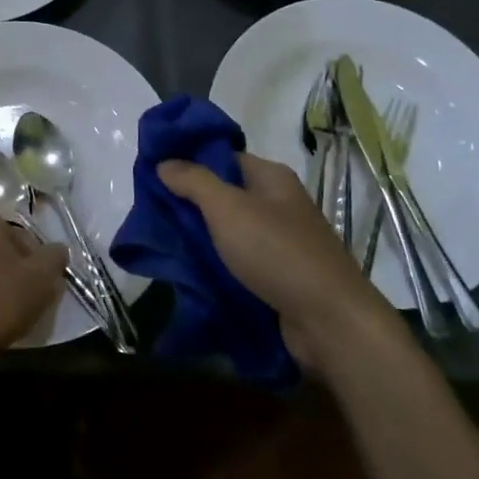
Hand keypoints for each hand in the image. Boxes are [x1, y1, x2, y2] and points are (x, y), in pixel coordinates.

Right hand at [158, 153, 391, 364]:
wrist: (328, 321)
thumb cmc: (277, 252)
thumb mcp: (228, 208)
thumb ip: (194, 182)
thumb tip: (164, 162)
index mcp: (271, 179)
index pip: (223, 158)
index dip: (189, 162)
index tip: (153, 174)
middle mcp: (277, 205)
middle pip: (224, 196)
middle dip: (188, 205)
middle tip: (150, 213)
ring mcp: (279, 243)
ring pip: (228, 233)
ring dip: (199, 239)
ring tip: (161, 244)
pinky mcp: (277, 277)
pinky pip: (237, 263)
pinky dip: (215, 266)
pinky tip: (187, 273)